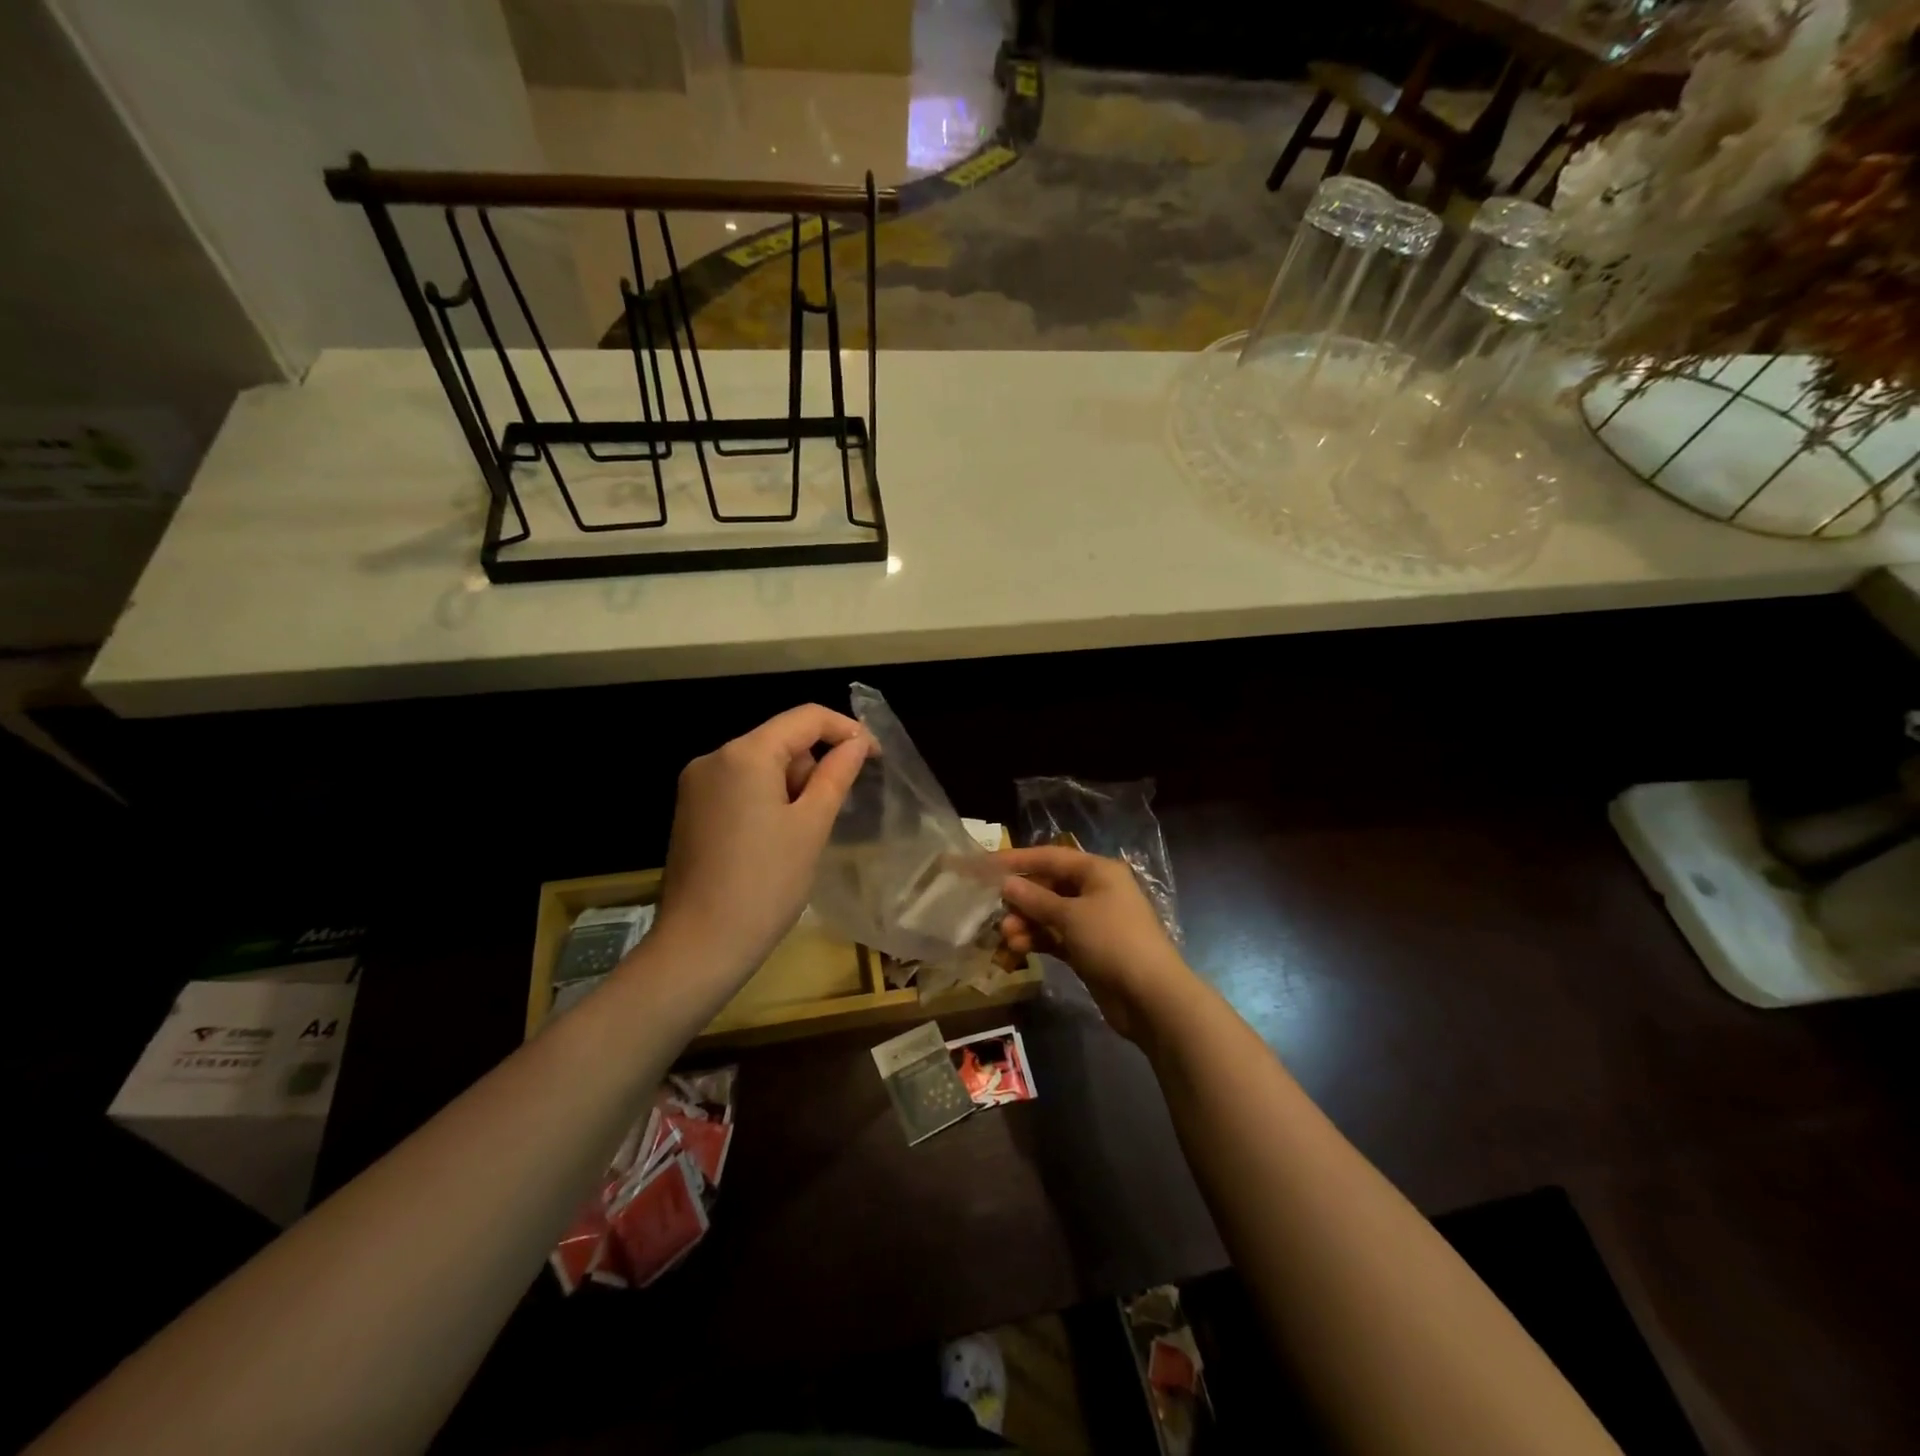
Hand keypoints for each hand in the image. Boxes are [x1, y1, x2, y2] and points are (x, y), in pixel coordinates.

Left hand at [653, 705, 871, 985]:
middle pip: (781, 740)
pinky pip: (740, 786)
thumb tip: (857, 743)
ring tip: (799, 837)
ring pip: (761, 764)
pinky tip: (773, 841)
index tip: (875, 757)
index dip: (846, 730)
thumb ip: (836, 775)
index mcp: (745, 754)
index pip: (805, 718)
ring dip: (791, 786)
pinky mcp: (690, 810)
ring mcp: (696, 785)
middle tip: (827, 816)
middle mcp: (714, 758)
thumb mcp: (812, 826)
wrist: (700, 946)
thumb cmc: (766, 884)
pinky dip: (766, 799)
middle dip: (813, 767)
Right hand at [996, 845, 1195, 1041]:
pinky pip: (1056, 937)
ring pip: (1050, 914)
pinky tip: (1017, 948)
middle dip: (1022, 899)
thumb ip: (1036, 899)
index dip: (1017, 860)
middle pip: (1049, 886)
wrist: (1151, 997)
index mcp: (1098, 871)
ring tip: (1006, 937)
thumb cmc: (1113, 941)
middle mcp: (1096, 891)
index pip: (1050, 857)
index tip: (985, 865)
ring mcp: (1093, 922)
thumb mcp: (1071, 916)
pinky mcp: (1089, 949)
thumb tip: (1006, 884)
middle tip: (997, 912)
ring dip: (1027, 922)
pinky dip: (1037, 940)